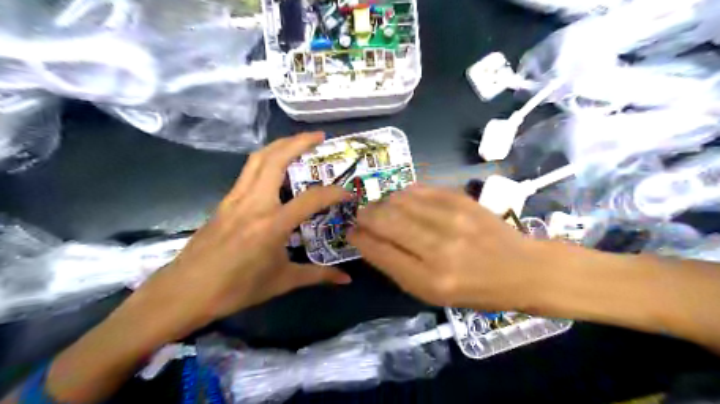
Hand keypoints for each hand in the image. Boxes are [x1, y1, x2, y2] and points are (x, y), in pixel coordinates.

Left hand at [143, 133, 352, 325]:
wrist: (185, 292)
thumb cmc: (236, 289)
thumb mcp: (282, 282)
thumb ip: (317, 275)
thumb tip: (346, 280)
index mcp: (272, 224)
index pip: (311, 199)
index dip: (334, 193)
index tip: (348, 192)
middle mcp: (254, 203)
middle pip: (276, 159)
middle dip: (299, 142)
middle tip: (319, 137)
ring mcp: (235, 198)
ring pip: (258, 159)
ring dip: (279, 144)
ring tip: (298, 142)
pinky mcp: (224, 201)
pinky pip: (248, 171)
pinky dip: (265, 160)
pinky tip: (275, 167)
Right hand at [348, 184, 551, 310]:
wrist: (522, 268)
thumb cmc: (476, 290)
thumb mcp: (433, 294)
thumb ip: (398, 268)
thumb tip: (370, 241)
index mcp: (429, 280)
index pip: (379, 251)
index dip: (359, 238)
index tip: (352, 232)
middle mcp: (437, 248)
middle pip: (384, 220)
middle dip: (365, 216)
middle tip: (362, 216)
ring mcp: (451, 219)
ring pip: (398, 200)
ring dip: (384, 203)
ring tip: (384, 209)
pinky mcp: (461, 200)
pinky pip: (419, 189)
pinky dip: (404, 194)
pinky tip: (405, 201)